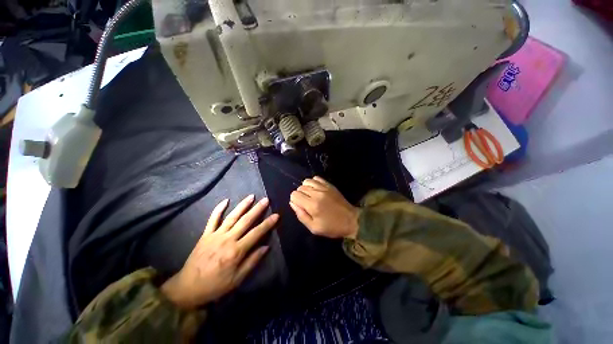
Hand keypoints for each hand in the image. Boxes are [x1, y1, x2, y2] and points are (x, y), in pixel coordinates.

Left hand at [161, 195, 277, 309]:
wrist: (188, 288)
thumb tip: (266, 247)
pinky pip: (212, 219)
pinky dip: (218, 209)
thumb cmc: (215, 285)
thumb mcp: (237, 279)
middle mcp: (227, 239)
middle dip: (257, 209)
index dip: (268, 224)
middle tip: (266, 200)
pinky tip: (226, 200)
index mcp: (236, 251)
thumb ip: (252, 261)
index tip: (276, 215)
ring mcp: (216, 235)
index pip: (256, 233)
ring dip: (242, 205)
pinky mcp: (206, 235)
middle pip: (245, 221)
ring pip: (232, 217)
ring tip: (251, 196)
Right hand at [289, 176, 359, 238]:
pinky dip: (313, 182)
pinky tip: (316, 190)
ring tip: (310, 195)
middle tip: (307, 203)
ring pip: (306, 181)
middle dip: (300, 195)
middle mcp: (317, 193)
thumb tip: (292, 203)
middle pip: (300, 188)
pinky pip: (316, 178)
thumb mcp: (314, 228)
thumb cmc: (332, 227)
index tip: (301, 207)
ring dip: (305, 188)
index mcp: (312, 205)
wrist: (351, 220)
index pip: (294, 195)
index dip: (295, 201)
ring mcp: (324, 187)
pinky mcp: (329, 185)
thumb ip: (301, 215)